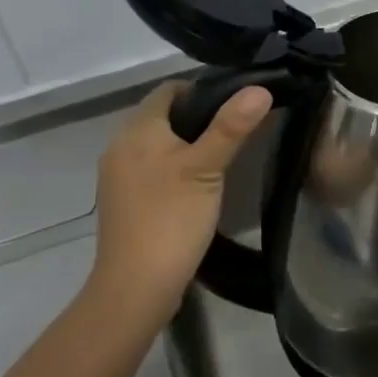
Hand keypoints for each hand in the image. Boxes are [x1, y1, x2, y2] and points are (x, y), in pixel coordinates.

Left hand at [91, 81, 271, 320]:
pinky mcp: (123, 202)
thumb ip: (231, 126)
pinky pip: (151, 169)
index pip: (169, 89)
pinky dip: (174, 167)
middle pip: (162, 115)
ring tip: (222, 155)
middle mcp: (120, 146)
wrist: (135, 289)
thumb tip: (259, 88)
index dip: (202, 89)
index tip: (235, 103)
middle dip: (197, 117)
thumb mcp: (207, 168)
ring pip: (157, 144)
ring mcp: (118, 176)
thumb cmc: (171, 218)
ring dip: (186, 144)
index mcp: (137, 130)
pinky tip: (198, 185)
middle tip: (235, 129)